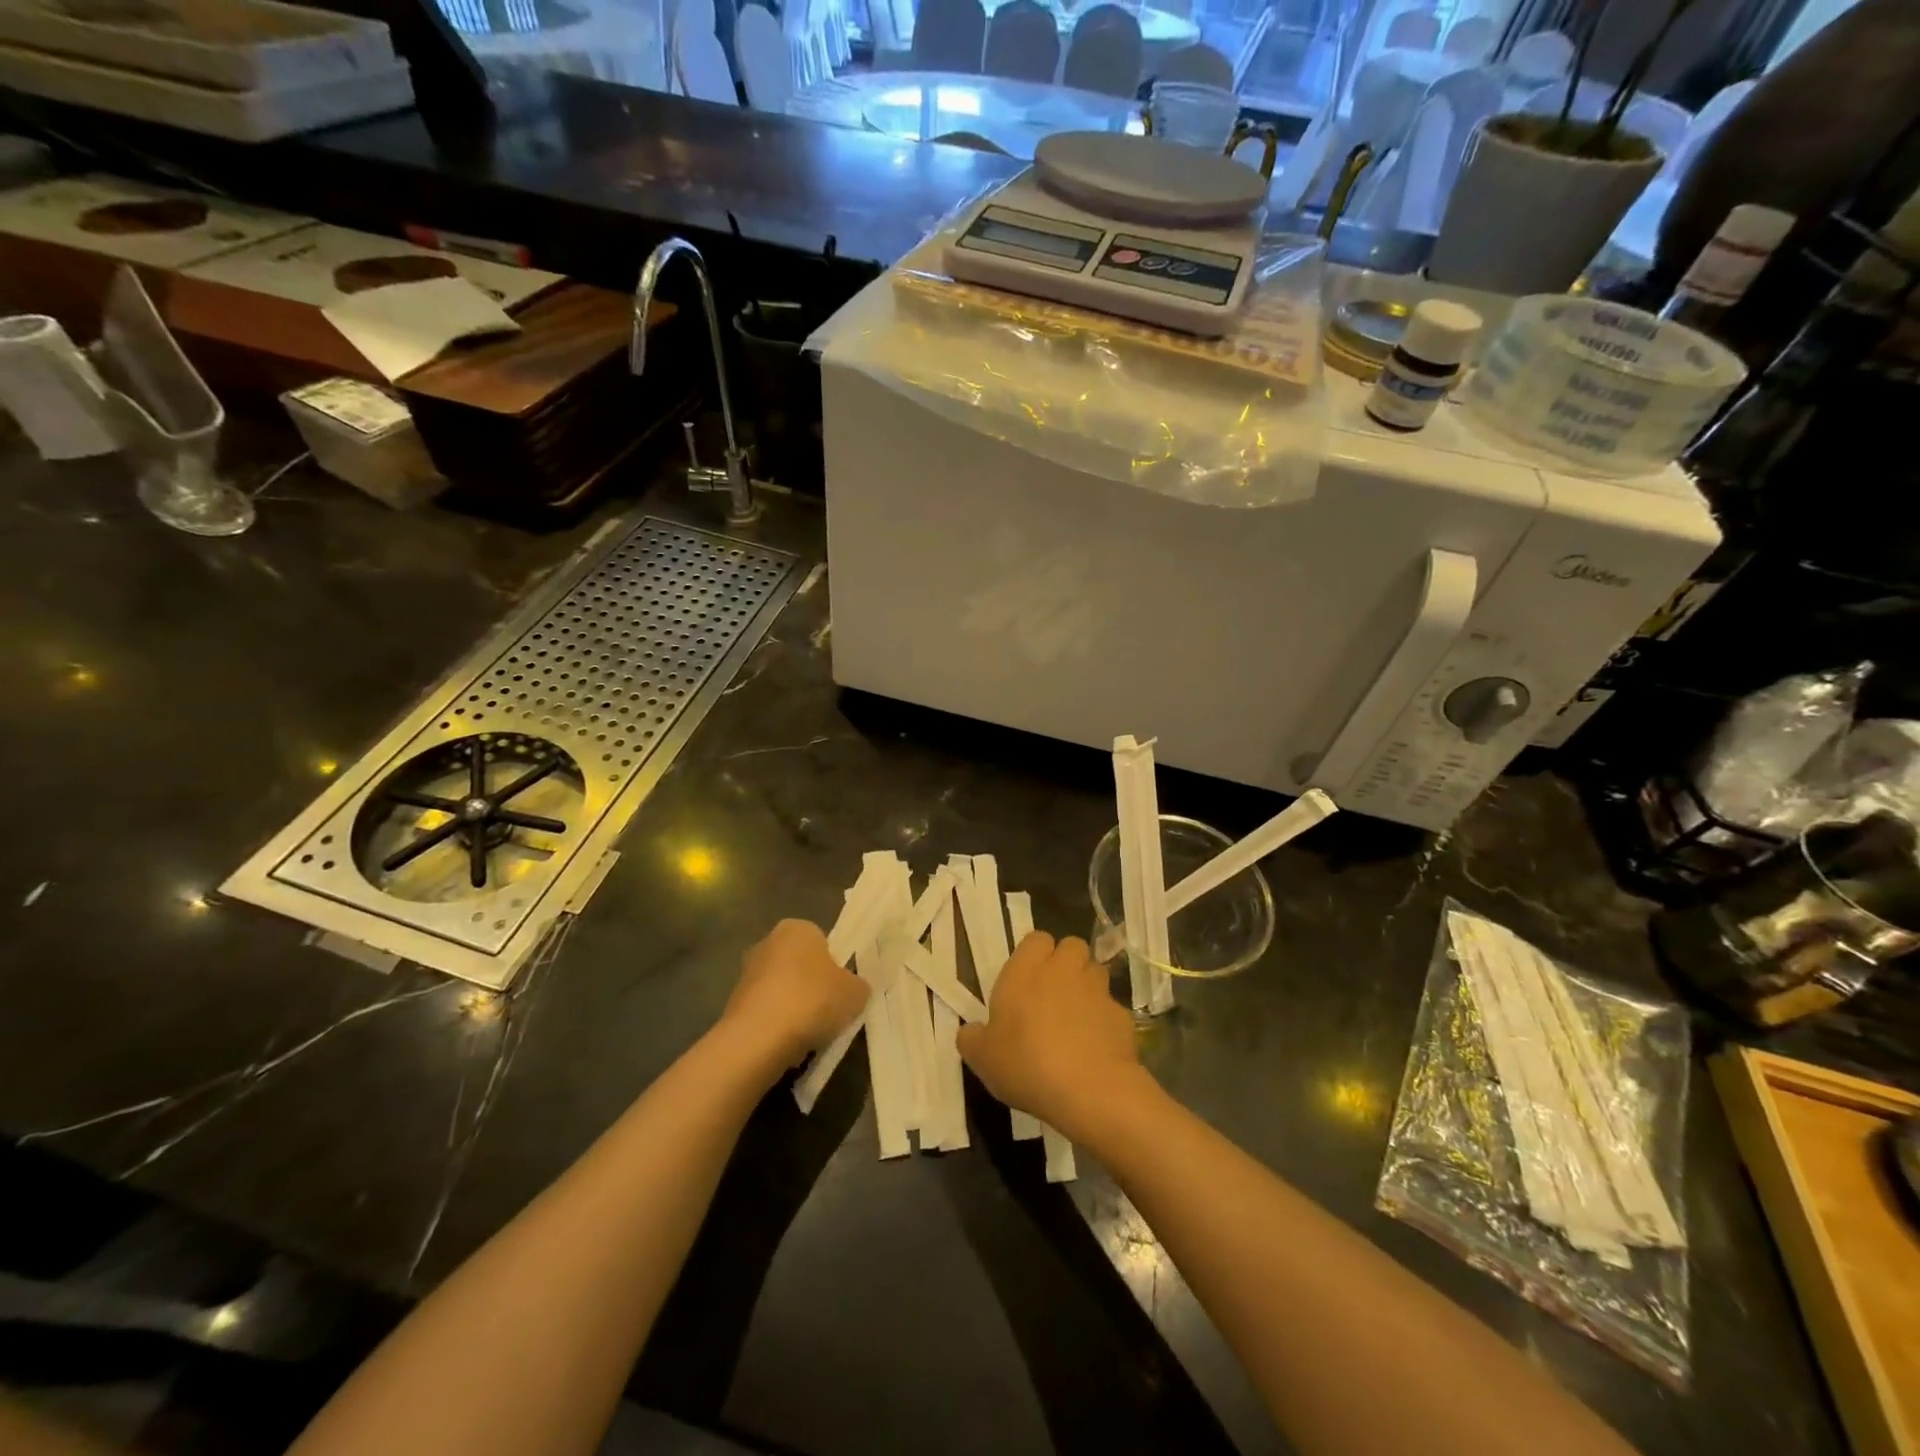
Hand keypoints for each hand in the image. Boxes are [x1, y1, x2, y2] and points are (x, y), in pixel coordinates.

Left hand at [720, 919, 868, 1073]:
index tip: (841, 990)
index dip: (834, 967)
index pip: (822, 942)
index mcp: (797, 928)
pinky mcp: (732, 1004)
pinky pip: (766, 1012)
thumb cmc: (812, 1000)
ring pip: (782, 989)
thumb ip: (858, 986)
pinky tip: (787, 1044)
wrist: (759, 1038)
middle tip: (828, 1012)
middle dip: (812, 986)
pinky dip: (776, 1025)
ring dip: (793, 1007)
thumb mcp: (855, 993)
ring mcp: (746, 973)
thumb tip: (854, 989)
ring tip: (809, 1033)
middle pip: (799, 965)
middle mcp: (768, 942)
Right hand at [956, 932, 1143, 1137]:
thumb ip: (972, 1039)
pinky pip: (1111, 1008)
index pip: (1036, 939)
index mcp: (1026, 971)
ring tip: (1075, 1019)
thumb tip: (970, 1032)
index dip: (1034, 955)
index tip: (1026, 981)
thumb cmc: (1027, 1064)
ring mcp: (1097, 990)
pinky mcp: (1122, 1015)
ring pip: (1095, 972)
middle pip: (1071, 946)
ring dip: (1086, 987)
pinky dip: (1104, 1021)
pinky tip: (1095, 1048)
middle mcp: (1064, 970)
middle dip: (1065, 963)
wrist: (1090, 1089)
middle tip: (1051, 995)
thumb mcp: (983, 1059)